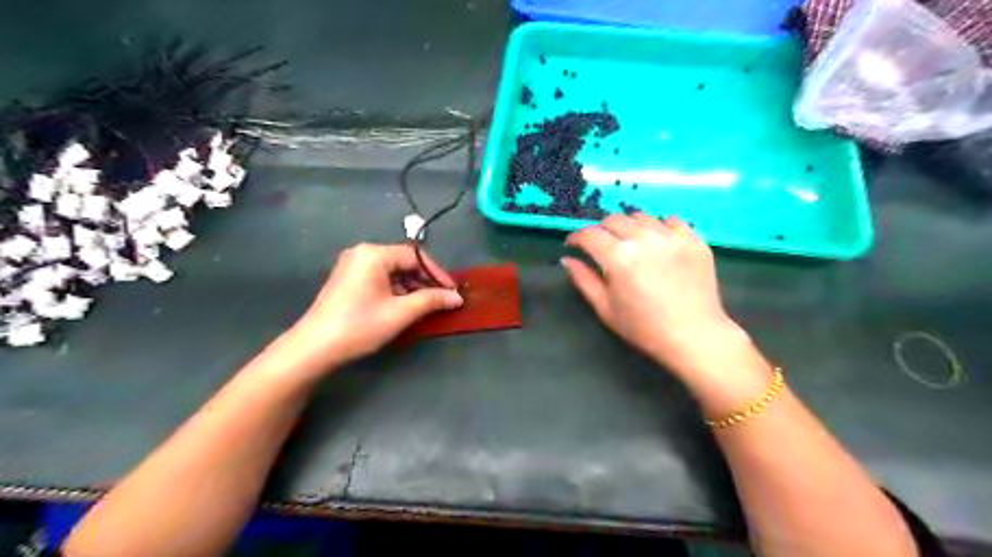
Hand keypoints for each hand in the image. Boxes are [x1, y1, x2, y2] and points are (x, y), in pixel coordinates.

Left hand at [282, 244, 460, 370]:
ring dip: (411, 287)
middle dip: (424, 281)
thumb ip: (431, 301)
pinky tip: (404, 307)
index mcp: (374, 254)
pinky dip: (395, 291)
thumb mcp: (400, 313)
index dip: (437, 273)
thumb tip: (457, 298)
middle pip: (403, 262)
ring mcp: (352, 266)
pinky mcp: (347, 280)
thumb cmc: (360, 325)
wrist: (314, 348)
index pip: (415, 256)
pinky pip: (379, 279)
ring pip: (392, 272)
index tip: (452, 291)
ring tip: (425, 306)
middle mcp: (362, 253)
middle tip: (441, 300)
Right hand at [562, 213, 747, 377]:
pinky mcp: (693, 239)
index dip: (576, 237)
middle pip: (613, 219)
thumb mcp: (605, 308)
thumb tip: (567, 259)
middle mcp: (643, 239)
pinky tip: (659, 244)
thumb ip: (583, 280)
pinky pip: (671, 221)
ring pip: (640, 217)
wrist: (694, 336)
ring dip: (629, 227)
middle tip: (601, 246)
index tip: (573, 244)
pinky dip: (659, 228)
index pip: (589, 234)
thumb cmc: (644, 328)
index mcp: (618, 257)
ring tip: (631, 243)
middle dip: (601, 230)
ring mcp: (671, 236)